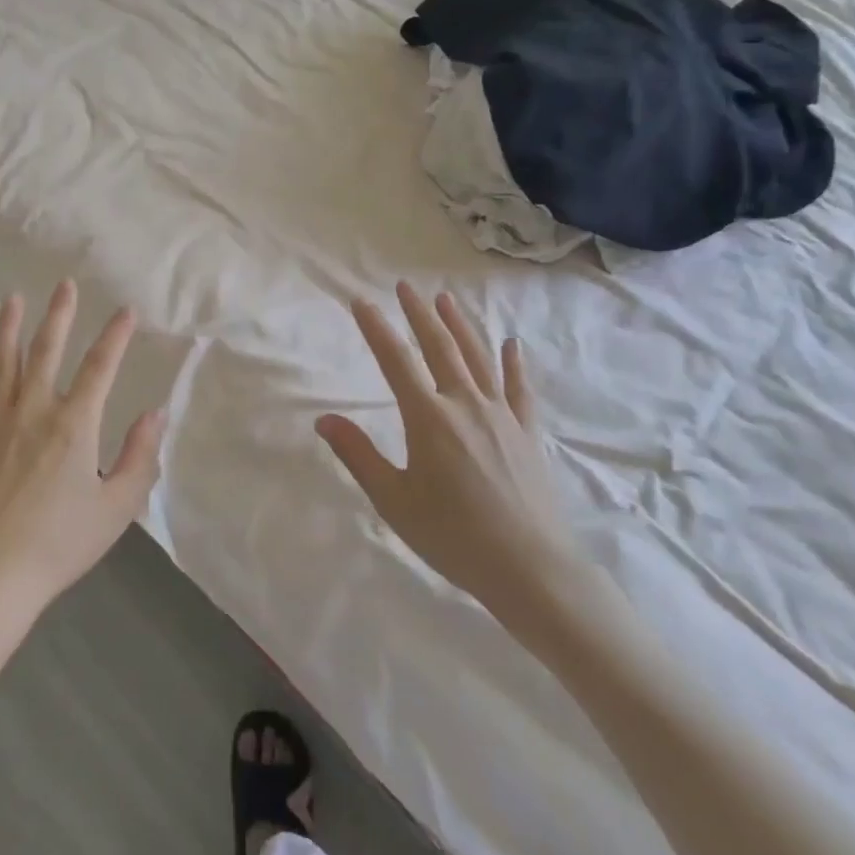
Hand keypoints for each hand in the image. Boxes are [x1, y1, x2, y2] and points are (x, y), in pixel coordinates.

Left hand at [0, 281, 163, 619]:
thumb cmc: (60, 544)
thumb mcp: (117, 506)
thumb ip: (140, 456)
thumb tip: (155, 413)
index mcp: (75, 424)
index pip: (101, 367)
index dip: (116, 336)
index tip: (127, 310)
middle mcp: (35, 412)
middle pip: (48, 352)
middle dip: (60, 316)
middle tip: (65, 284)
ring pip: (5, 364)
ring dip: (10, 328)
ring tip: (14, 298)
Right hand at [315, 283, 581, 613]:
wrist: (530, 568)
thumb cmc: (453, 536)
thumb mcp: (394, 501)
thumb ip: (358, 455)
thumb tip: (324, 419)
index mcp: (429, 418)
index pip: (395, 361)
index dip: (376, 328)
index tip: (360, 302)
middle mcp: (465, 404)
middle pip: (440, 346)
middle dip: (419, 314)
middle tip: (405, 286)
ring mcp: (501, 414)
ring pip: (478, 357)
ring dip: (460, 324)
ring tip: (446, 299)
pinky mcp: (527, 431)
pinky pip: (519, 387)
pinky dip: (514, 363)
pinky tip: (512, 343)